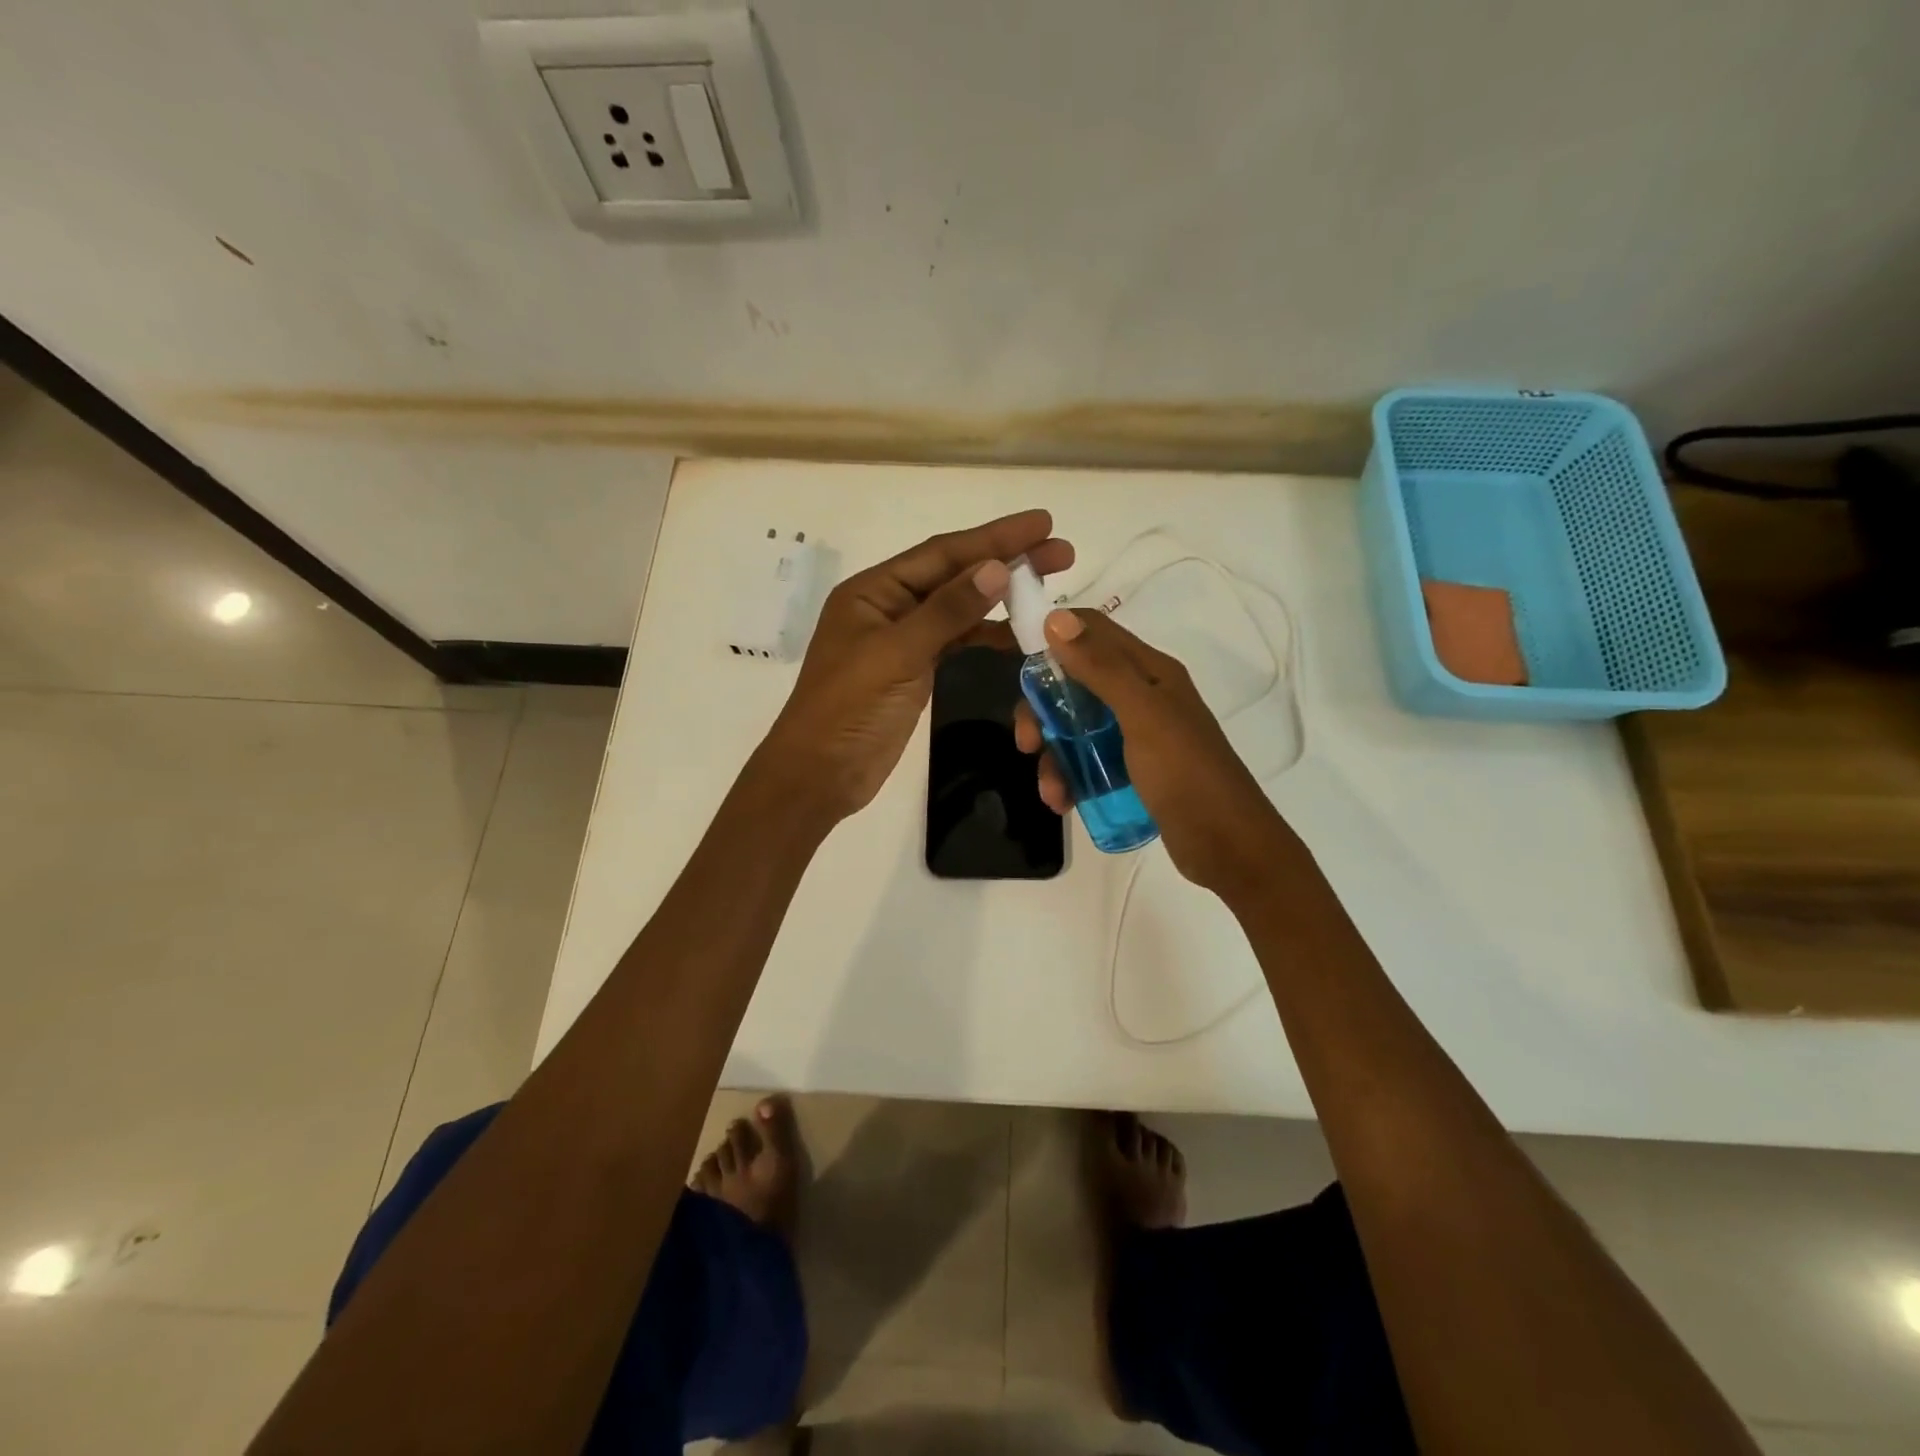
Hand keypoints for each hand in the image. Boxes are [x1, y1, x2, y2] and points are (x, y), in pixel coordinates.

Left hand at [760, 510, 1073, 823]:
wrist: (822, 773)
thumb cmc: (849, 708)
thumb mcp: (897, 654)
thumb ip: (947, 611)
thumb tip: (996, 568)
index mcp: (874, 591)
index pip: (942, 553)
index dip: (994, 537)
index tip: (1042, 523)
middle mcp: (889, 606)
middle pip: (955, 575)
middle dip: (1006, 560)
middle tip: (1061, 552)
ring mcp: (903, 639)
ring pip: (959, 608)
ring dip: (1001, 597)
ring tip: (1049, 587)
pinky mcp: (914, 669)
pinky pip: (957, 640)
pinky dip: (986, 634)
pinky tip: (1017, 634)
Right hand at [1013, 608, 1290, 898]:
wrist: (1228, 847)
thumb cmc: (1186, 774)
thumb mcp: (1142, 716)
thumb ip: (1101, 668)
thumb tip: (1055, 617)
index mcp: (1148, 671)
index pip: (1091, 631)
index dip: (1050, 634)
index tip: (1010, 656)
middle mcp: (1140, 695)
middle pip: (1074, 683)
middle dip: (1043, 710)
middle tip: (1028, 743)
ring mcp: (1136, 734)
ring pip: (1076, 727)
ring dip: (1055, 755)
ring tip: (1052, 792)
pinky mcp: (1131, 769)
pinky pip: (1088, 760)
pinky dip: (1070, 777)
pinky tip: (1063, 802)